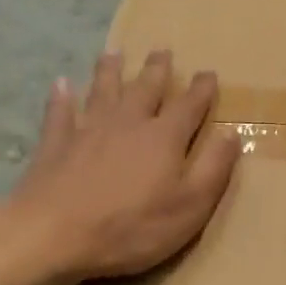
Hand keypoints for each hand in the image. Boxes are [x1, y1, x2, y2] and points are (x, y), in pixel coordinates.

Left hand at [4, 50, 240, 283]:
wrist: (53, 234)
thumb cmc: (132, 227)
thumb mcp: (190, 206)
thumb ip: (213, 169)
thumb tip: (232, 134)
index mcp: (164, 138)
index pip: (189, 106)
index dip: (201, 89)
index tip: (209, 73)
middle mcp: (127, 123)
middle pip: (145, 89)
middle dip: (157, 70)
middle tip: (162, 50)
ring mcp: (87, 130)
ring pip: (103, 91)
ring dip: (110, 71)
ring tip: (114, 52)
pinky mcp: (55, 145)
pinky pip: (59, 112)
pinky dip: (61, 97)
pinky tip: (61, 84)